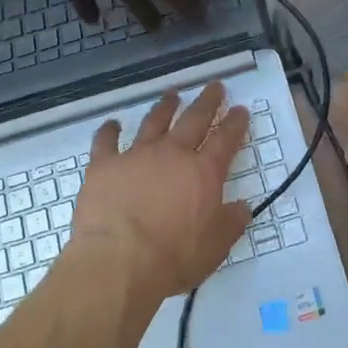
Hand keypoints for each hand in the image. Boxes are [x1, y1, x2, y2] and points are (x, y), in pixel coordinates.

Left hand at [71, 83, 251, 301]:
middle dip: (208, 101)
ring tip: (172, 94)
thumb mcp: (215, 247)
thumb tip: (243, 206)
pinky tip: (112, 124)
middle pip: (194, 119)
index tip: (241, 109)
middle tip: (215, 86)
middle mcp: (172, 154)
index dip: (235, 123)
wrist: (119, 262)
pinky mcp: (104, 164)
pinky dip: (110, 130)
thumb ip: (231, 222)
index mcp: (203, 172)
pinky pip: (106, 140)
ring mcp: (136, 155)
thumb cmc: (173, 258)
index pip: (226, 140)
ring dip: (165, 106)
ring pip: (154, 121)